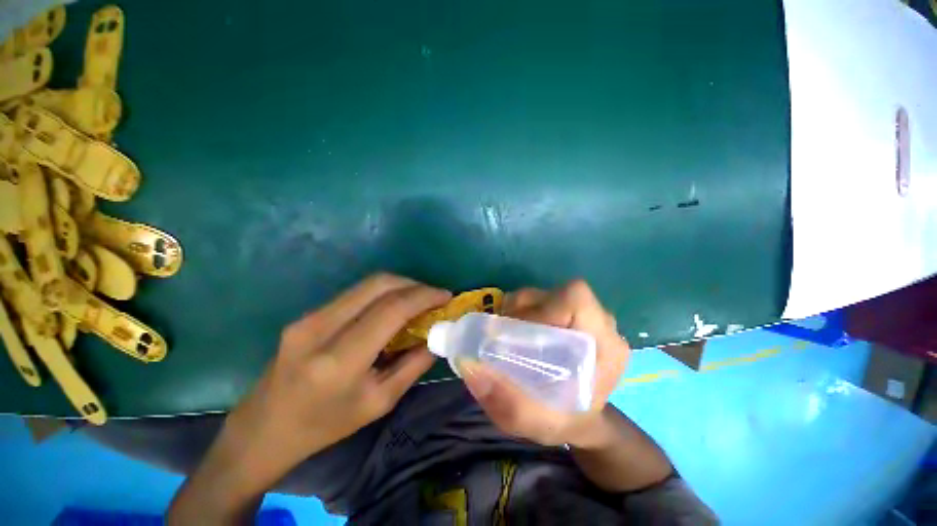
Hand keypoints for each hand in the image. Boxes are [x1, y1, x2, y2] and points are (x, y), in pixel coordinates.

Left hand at [219, 273, 451, 488]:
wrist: (264, 429)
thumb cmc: (325, 425)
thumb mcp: (379, 402)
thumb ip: (414, 365)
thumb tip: (438, 336)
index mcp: (339, 360)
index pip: (391, 309)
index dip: (424, 296)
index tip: (446, 296)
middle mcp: (320, 328)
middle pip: (379, 284)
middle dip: (414, 284)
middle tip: (433, 296)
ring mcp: (309, 316)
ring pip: (367, 283)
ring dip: (399, 286)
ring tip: (418, 300)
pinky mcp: (307, 314)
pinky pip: (355, 293)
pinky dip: (382, 293)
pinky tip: (392, 307)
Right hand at [460, 280, 629, 448]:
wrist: (581, 419)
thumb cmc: (565, 421)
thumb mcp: (535, 421)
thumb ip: (504, 399)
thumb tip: (470, 365)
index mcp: (604, 345)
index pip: (575, 300)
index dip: (542, 306)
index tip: (518, 331)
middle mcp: (600, 324)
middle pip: (557, 293)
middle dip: (525, 309)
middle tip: (504, 333)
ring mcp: (587, 317)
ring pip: (548, 294)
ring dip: (522, 309)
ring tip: (509, 334)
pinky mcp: (573, 316)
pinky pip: (545, 300)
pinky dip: (525, 310)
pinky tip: (519, 332)